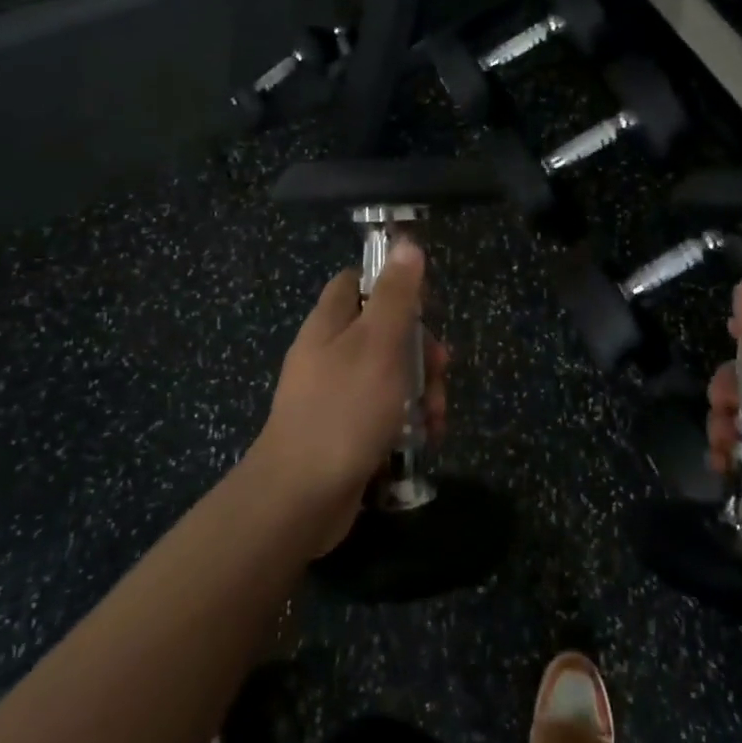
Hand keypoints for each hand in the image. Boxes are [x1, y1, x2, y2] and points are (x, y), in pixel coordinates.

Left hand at [254, 237, 446, 545]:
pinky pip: (382, 412)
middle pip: (383, 331)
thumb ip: (396, 294)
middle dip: (421, 349)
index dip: (392, 284)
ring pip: (389, 375)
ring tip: (436, 416)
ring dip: (421, 390)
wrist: (299, 499)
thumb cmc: (344, 410)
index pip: (357, 282)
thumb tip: (406, 243)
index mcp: (330, 324)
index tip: (425, 305)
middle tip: (442, 370)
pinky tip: (425, 438)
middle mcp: (329, 353)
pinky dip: (406, 420)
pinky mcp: (344, 432)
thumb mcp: (379, 343)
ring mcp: (335, 395)